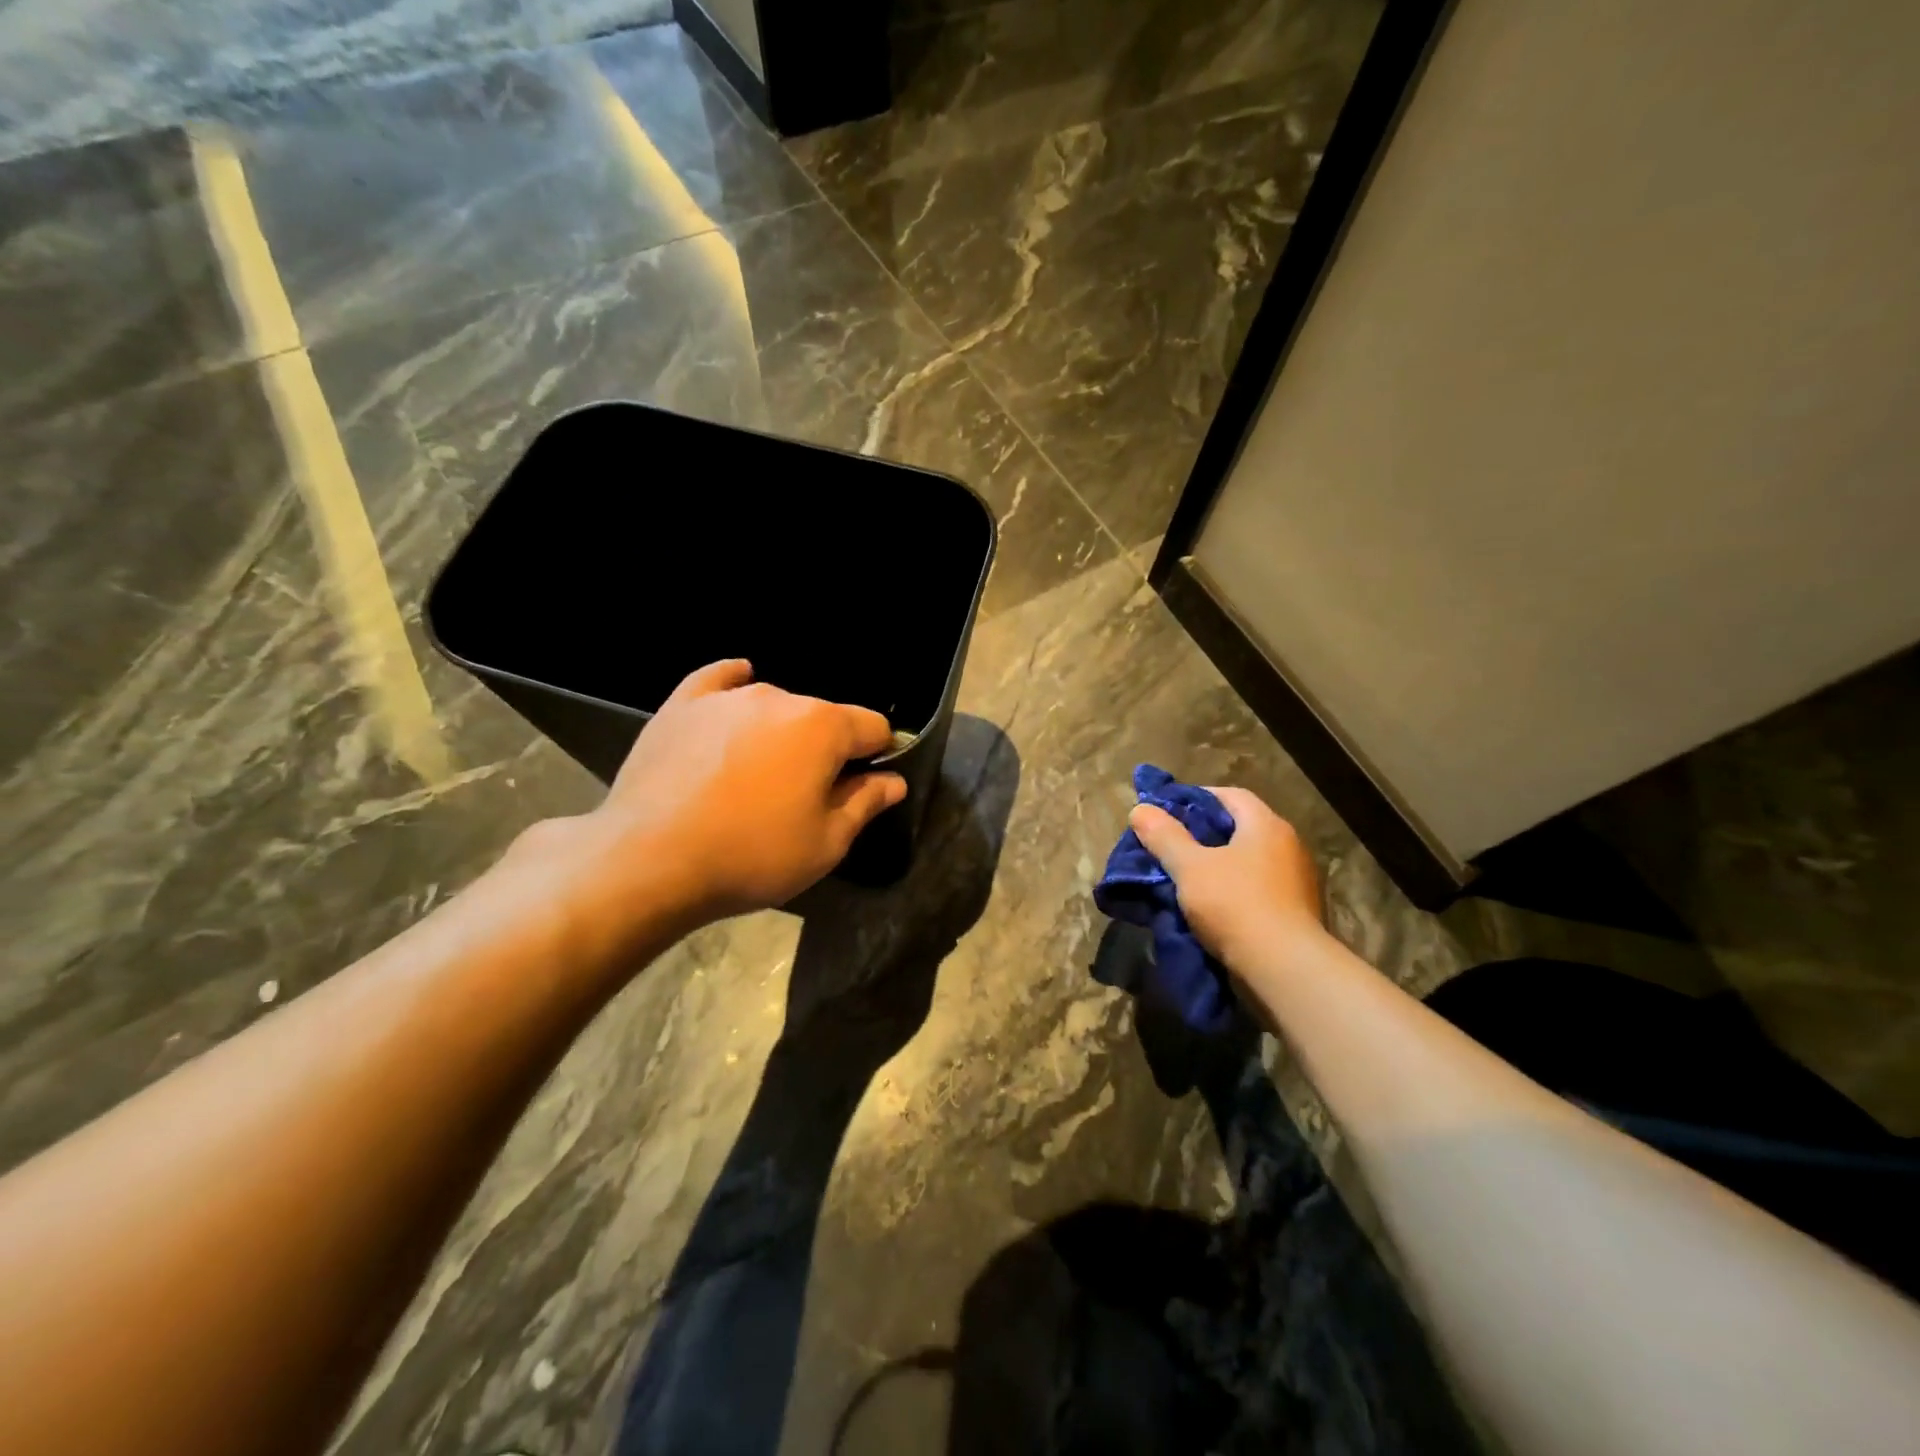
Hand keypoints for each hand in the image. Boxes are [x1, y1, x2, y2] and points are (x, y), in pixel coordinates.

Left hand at [526, 660, 906, 950]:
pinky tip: (737, 687)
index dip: (878, 755)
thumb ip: (865, 803)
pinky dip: (733, 686)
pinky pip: (719, 681)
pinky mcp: (682, 705)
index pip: (873, 727)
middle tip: (805, 796)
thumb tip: (893, 781)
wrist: (648, 860)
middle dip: (826, 749)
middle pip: (823, 717)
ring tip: (758, 776)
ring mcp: (727, 698)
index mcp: (823, 727)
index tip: (863, 786)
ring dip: (781, 733)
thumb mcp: (825, 844)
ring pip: (775, 706)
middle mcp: (779, 697)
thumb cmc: (751, 855)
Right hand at [1128, 787, 1326, 971]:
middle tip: (1171, 844)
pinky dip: (1233, 890)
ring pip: (1248, 861)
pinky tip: (1211, 905)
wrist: (1285, 969)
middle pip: (1240, 828)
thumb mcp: (1189, 867)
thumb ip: (1164, 836)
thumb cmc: (1235, 904)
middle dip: (1204, 834)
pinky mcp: (1296, 912)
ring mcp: (1297, 881)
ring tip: (1186, 877)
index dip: (1197, 798)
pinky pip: (1258, 888)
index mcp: (1266, 825)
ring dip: (1219, 865)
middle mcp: (1288, 845)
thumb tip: (1141, 809)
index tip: (1168, 812)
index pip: (1231, 795)